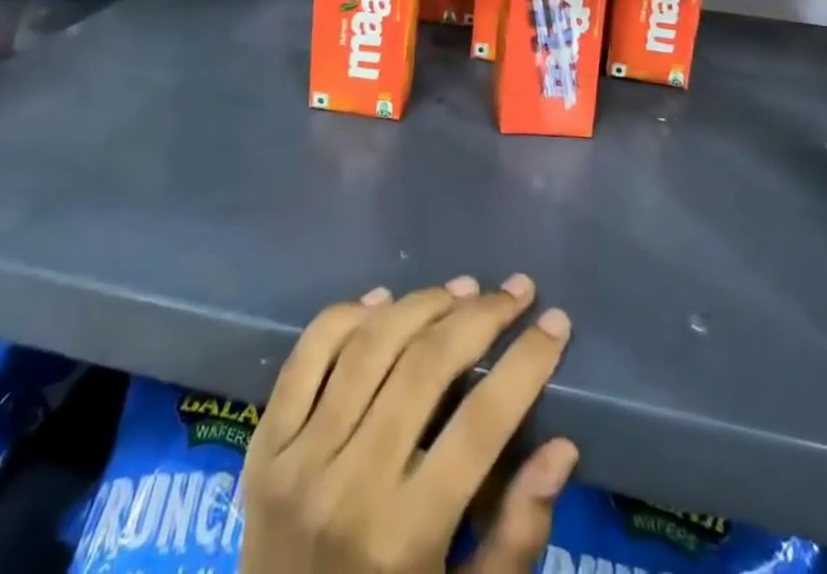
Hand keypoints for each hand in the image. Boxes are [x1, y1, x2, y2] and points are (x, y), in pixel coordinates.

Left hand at [240, 275, 577, 573]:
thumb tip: (561, 448)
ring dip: (421, 303)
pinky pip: (308, 353)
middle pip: (424, 366)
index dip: (526, 363)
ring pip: (369, 345)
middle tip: (515, 290)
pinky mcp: (264, 441)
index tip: (557, 322)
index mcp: (405, 537)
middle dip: (480, 316)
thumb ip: (516, 538)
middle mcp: (349, 484)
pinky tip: (382, 299)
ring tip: (462, 288)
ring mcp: (299, 457)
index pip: (482, 423)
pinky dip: (347, 315)